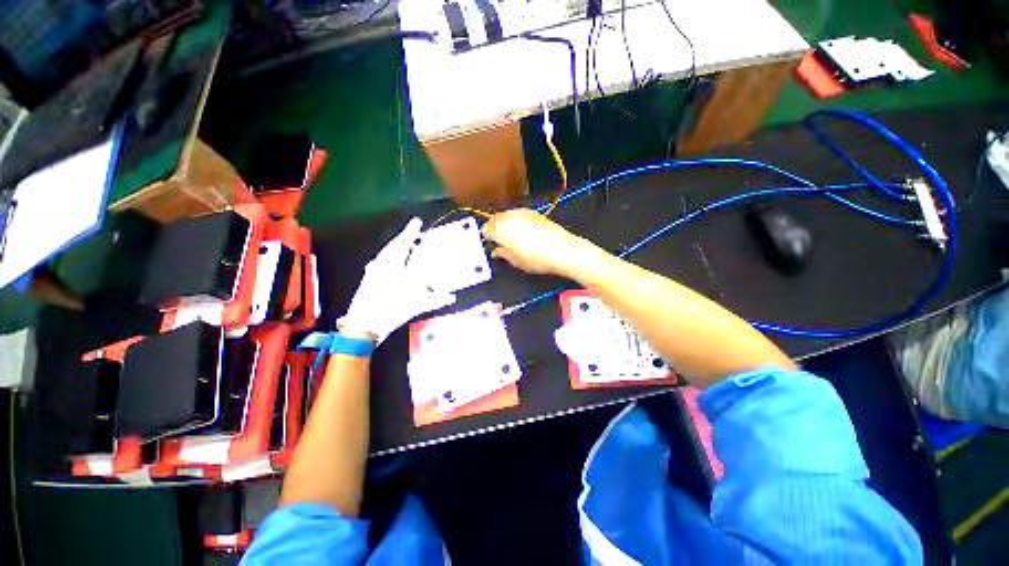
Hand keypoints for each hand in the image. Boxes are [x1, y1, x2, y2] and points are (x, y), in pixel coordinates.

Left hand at [338, 218, 455, 343]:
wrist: (363, 325)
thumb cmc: (391, 310)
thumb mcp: (416, 304)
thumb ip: (435, 299)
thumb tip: (451, 297)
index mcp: (392, 265)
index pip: (404, 243)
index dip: (411, 232)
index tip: (417, 221)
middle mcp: (381, 264)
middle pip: (394, 247)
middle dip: (403, 238)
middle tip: (411, 233)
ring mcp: (372, 272)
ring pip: (386, 255)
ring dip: (396, 248)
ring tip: (404, 247)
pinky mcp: (368, 280)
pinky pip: (381, 263)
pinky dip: (389, 259)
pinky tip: (392, 265)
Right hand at [482, 209, 596, 276]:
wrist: (562, 250)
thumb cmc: (537, 258)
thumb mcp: (515, 261)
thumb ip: (502, 254)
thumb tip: (496, 252)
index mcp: (502, 229)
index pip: (487, 228)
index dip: (485, 235)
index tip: (487, 241)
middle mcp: (510, 217)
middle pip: (496, 218)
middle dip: (493, 226)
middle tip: (496, 237)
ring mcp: (523, 213)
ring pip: (507, 214)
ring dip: (504, 222)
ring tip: (507, 234)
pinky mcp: (534, 213)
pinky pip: (519, 213)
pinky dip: (515, 219)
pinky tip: (520, 229)